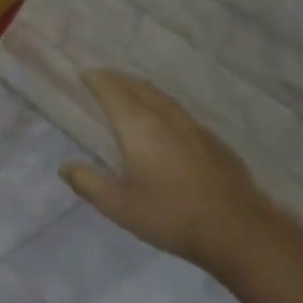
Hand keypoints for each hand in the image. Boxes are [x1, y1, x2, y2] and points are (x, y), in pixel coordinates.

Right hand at [60, 69, 289, 277]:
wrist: (237, 229)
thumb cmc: (170, 215)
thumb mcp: (118, 205)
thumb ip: (88, 183)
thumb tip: (65, 166)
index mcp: (140, 128)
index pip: (114, 93)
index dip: (98, 81)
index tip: (84, 74)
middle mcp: (167, 119)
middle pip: (140, 88)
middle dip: (119, 79)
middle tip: (102, 77)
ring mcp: (195, 129)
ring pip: (164, 98)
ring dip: (142, 89)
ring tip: (130, 91)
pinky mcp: (213, 143)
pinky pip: (180, 112)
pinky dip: (162, 105)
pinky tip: (164, 120)